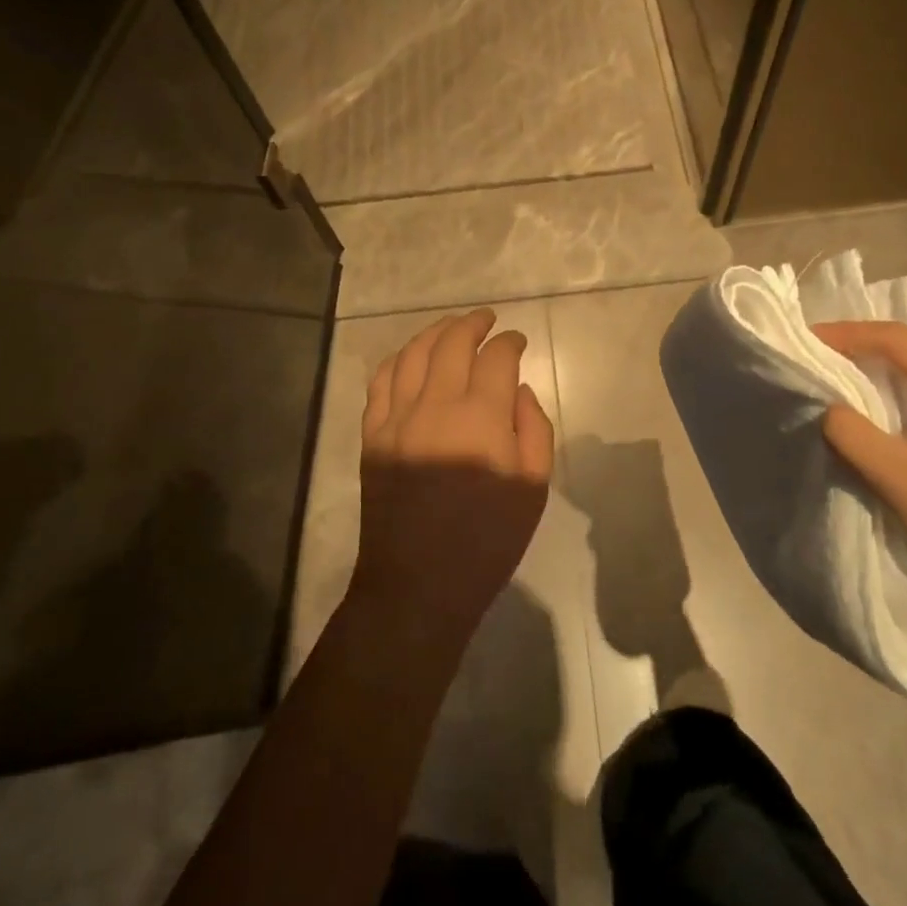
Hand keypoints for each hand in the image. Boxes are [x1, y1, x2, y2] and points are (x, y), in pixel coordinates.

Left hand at [348, 309, 554, 644]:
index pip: (496, 357)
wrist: (418, 585)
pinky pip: (381, 380)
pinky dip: (399, 358)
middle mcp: (436, 405)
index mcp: (481, 418)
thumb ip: (534, 428)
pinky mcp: (372, 434)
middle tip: (486, 320)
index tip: (518, 341)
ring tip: (451, 327)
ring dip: (435, 332)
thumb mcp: (533, 488)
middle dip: (473, 323)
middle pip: (452, 342)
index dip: (510, 341)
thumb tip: (518, 389)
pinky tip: (411, 356)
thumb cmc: (486, 541)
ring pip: (414, 353)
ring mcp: (397, 417)